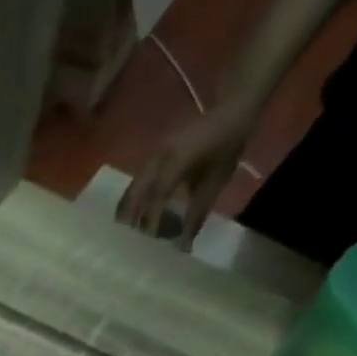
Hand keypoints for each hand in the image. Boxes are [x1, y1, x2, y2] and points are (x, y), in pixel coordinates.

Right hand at [117, 101, 257, 245]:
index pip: (157, 194)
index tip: (147, 241)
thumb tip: (184, 245)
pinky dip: (135, 198)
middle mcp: (159, 155)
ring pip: (134, 185)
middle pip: (136, 190)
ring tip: (127, 231)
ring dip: (129, 208)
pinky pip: (138, 179)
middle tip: (126, 241)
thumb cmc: (227, 145)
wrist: (230, 110)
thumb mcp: (215, 182)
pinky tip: (136, 213)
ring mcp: (154, 153)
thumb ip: (197, 213)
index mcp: (176, 158)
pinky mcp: (154, 154)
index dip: (151, 219)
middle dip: (129, 216)